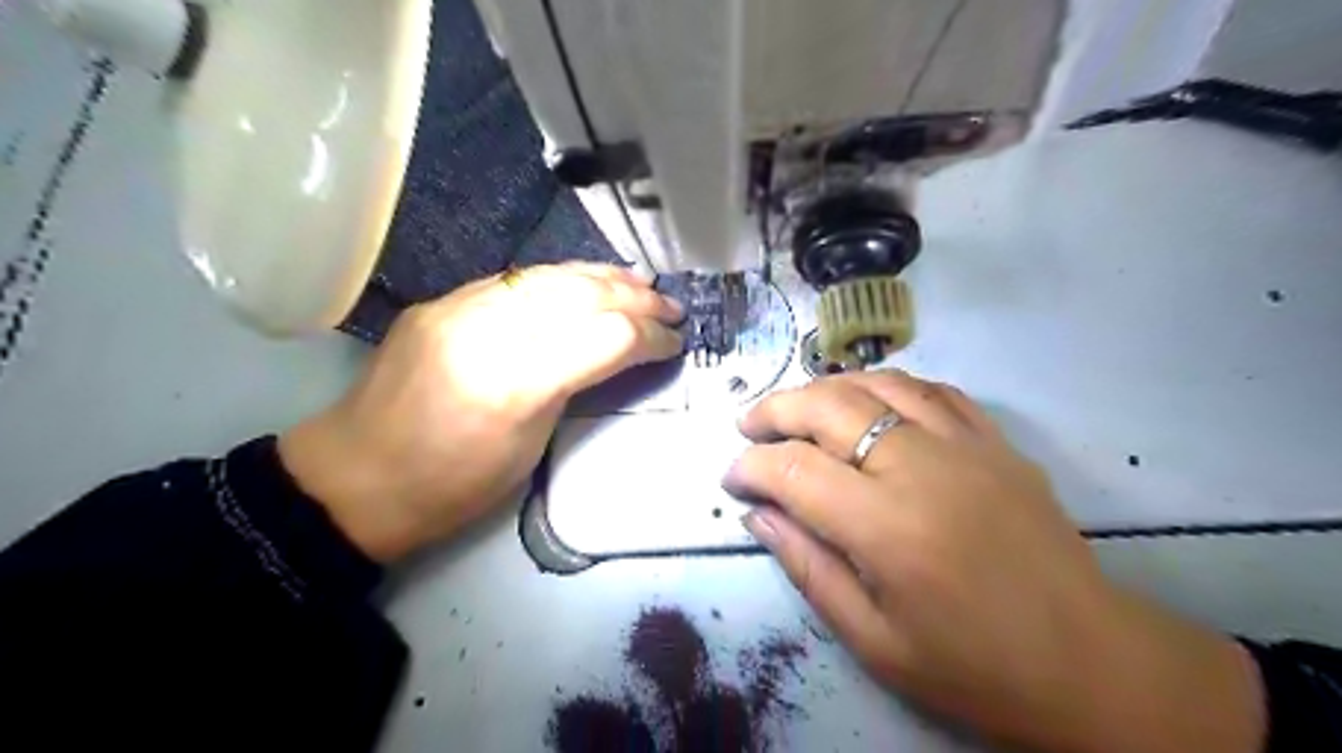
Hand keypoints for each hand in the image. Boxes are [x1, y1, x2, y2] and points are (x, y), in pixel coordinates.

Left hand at [281, 263, 681, 559]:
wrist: (357, 478)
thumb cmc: (454, 486)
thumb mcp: (531, 447)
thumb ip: (574, 386)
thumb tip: (616, 351)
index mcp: (515, 384)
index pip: (605, 337)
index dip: (649, 337)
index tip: (676, 343)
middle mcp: (488, 331)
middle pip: (581, 296)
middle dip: (636, 299)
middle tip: (671, 308)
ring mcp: (459, 307)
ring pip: (549, 275)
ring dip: (604, 277)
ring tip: (642, 284)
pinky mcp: (443, 301)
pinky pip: (516, 279)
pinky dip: (561, 277)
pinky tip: (584, 279)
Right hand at [731, 373, 1265, 752]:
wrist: (1090, 662)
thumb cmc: (973, 666)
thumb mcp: (874, 640)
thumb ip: (808, 567)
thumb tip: (758, 513)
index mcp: (887, 527)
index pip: (794, 470)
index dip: (751, 467)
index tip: (731, 477)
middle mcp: (921, 467)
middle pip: (829, 406)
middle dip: (775, 409)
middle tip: (748, 426)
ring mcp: (966, 445)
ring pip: (877, 384)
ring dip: (825, 387)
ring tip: (797, 407)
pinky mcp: (996, 442)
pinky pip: (932, 390)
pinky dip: (887, 385)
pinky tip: (869, 400)